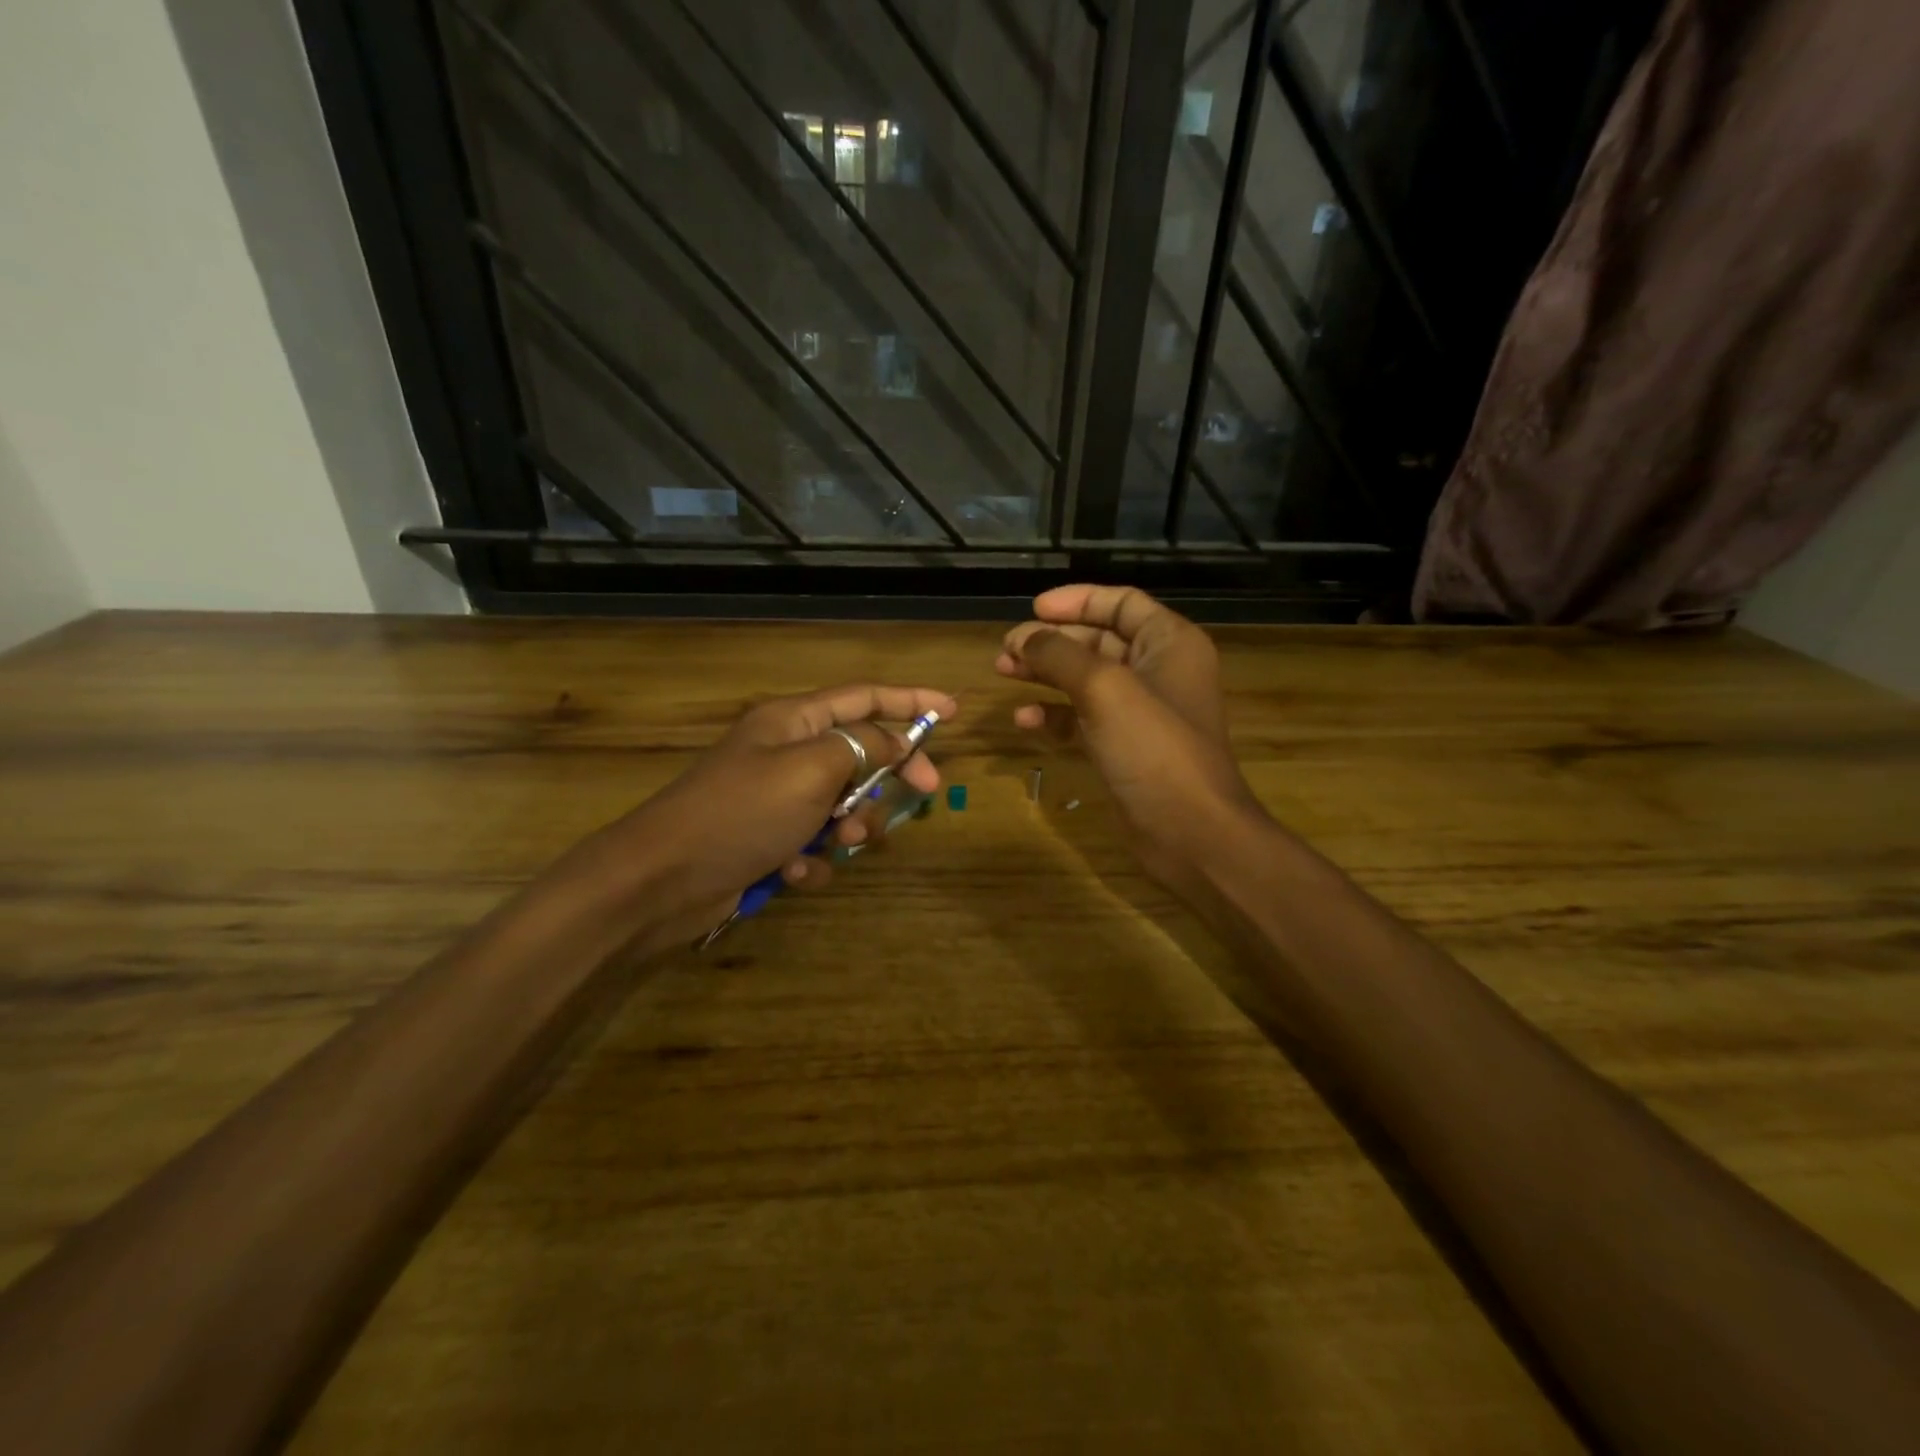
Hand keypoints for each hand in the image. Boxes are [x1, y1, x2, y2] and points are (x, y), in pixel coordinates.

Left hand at [574, 683, 954, 951]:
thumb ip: (862, 746)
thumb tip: (897, 739)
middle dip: (891, 774)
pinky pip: (813, 844)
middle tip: (927, 792)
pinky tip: (792, 873)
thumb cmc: (742, 811)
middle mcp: (787, 752)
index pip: (864, 697)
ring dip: (850, 825)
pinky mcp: (767, 840)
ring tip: (836, 842)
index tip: (951, 711)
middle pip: (860, 751)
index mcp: (794, 721)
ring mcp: (776, 798)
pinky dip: (812, 860)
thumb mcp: (811, 769)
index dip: (910, 700)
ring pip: (842, 803)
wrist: (662, 880)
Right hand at [996, 585, 1258, 891]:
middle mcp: (1158, 670)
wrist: (1189, 832)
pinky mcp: (1124, 747)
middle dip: (1051, 641)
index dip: (1077, 600)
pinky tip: (1025, 721)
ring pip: (1085, 679)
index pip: (1122, 603)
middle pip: (1098, 640)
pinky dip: (1054, 715)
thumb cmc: (1154, 748)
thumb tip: (1023, 637)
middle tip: (1006, 649)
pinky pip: (1083, 718)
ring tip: (1004, 672)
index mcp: (1169, 643)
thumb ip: (1059, 655)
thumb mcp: (1104, 689)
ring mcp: (1140, 712)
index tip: (1033, 609)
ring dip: (1045, 674)